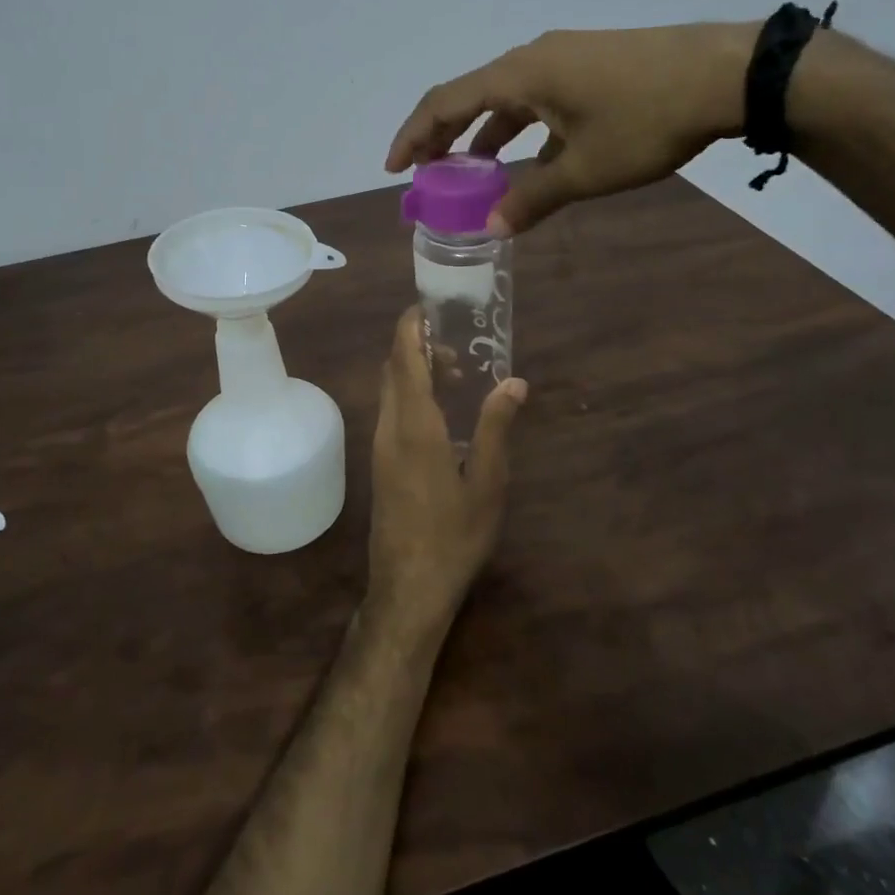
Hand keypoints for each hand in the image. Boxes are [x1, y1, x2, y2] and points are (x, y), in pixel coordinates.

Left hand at [368, 308, 526, 638]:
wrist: (408, 587)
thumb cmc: (453, 535)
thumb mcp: (488, 482)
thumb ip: (496, 427)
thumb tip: (514, 382)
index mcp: (414, 425)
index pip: (403, 359)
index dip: (410, 328)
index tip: (428, 307)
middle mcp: (389, 427)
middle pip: (393, 370)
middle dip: (418, 348)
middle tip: (457, 348)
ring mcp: (380, 447)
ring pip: (390, 392)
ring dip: (416, 374)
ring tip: (457, 378)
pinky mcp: (381, 464)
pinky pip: (392, 413)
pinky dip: (412, 397)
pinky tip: (443, 417)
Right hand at [385, 22, 757, 234]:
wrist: (729, 74)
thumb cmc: (647, 120)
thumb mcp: (586, 170)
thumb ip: (532, 198)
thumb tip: (492, 228)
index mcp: (519, 75)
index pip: (446, 103)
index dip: (414, 136)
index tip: (394, 168)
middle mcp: (533, 59)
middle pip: (470, 96)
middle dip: (442, 136)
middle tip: (424, 173)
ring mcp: (565, 58)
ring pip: (506, 99)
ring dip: (483, 135)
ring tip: (471, 172)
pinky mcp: (591, 66)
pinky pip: (538, 99)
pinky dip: (521, 129)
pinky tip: (531, 161)